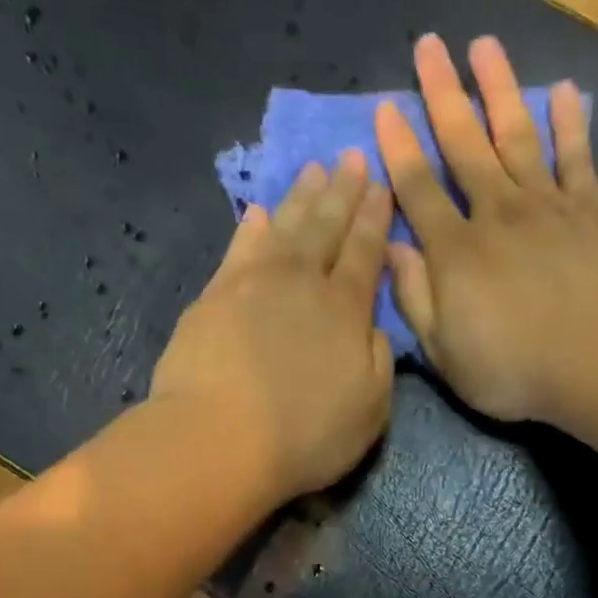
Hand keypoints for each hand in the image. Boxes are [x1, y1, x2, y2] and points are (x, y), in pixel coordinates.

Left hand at [152, 152, 394, 500]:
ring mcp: (254, 284)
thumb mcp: (370, 411)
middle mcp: (303, 283)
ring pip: (284, 227)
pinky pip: (239, 249)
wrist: (222, 439)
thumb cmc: (307, 435)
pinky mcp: (214, 296)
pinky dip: (251, 228)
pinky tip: (258, 212)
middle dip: (343, 192)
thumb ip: (379, 362)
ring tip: (313, 170)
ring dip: (301, 197)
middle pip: (326, 227)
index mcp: (346, 310)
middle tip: (353, 157)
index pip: (366, 253)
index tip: (383, 187)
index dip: (375, 219)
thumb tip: (373, 327)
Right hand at [373, 34, 597, 424]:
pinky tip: (565, 91)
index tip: (384, 108)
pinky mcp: (591, 210)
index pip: (417, 189)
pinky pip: (577, 156)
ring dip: (499, 88)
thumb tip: (393, 250)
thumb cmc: (515, 370)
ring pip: (516, 135)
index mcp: (455, 252)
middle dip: (443, 94)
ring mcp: (546, 206)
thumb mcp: (446, 353)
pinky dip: (570, 123)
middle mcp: (496, 213)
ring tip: (484, 45)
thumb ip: (416, 300)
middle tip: (428, 45)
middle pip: (463, 144)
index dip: (398, 149)